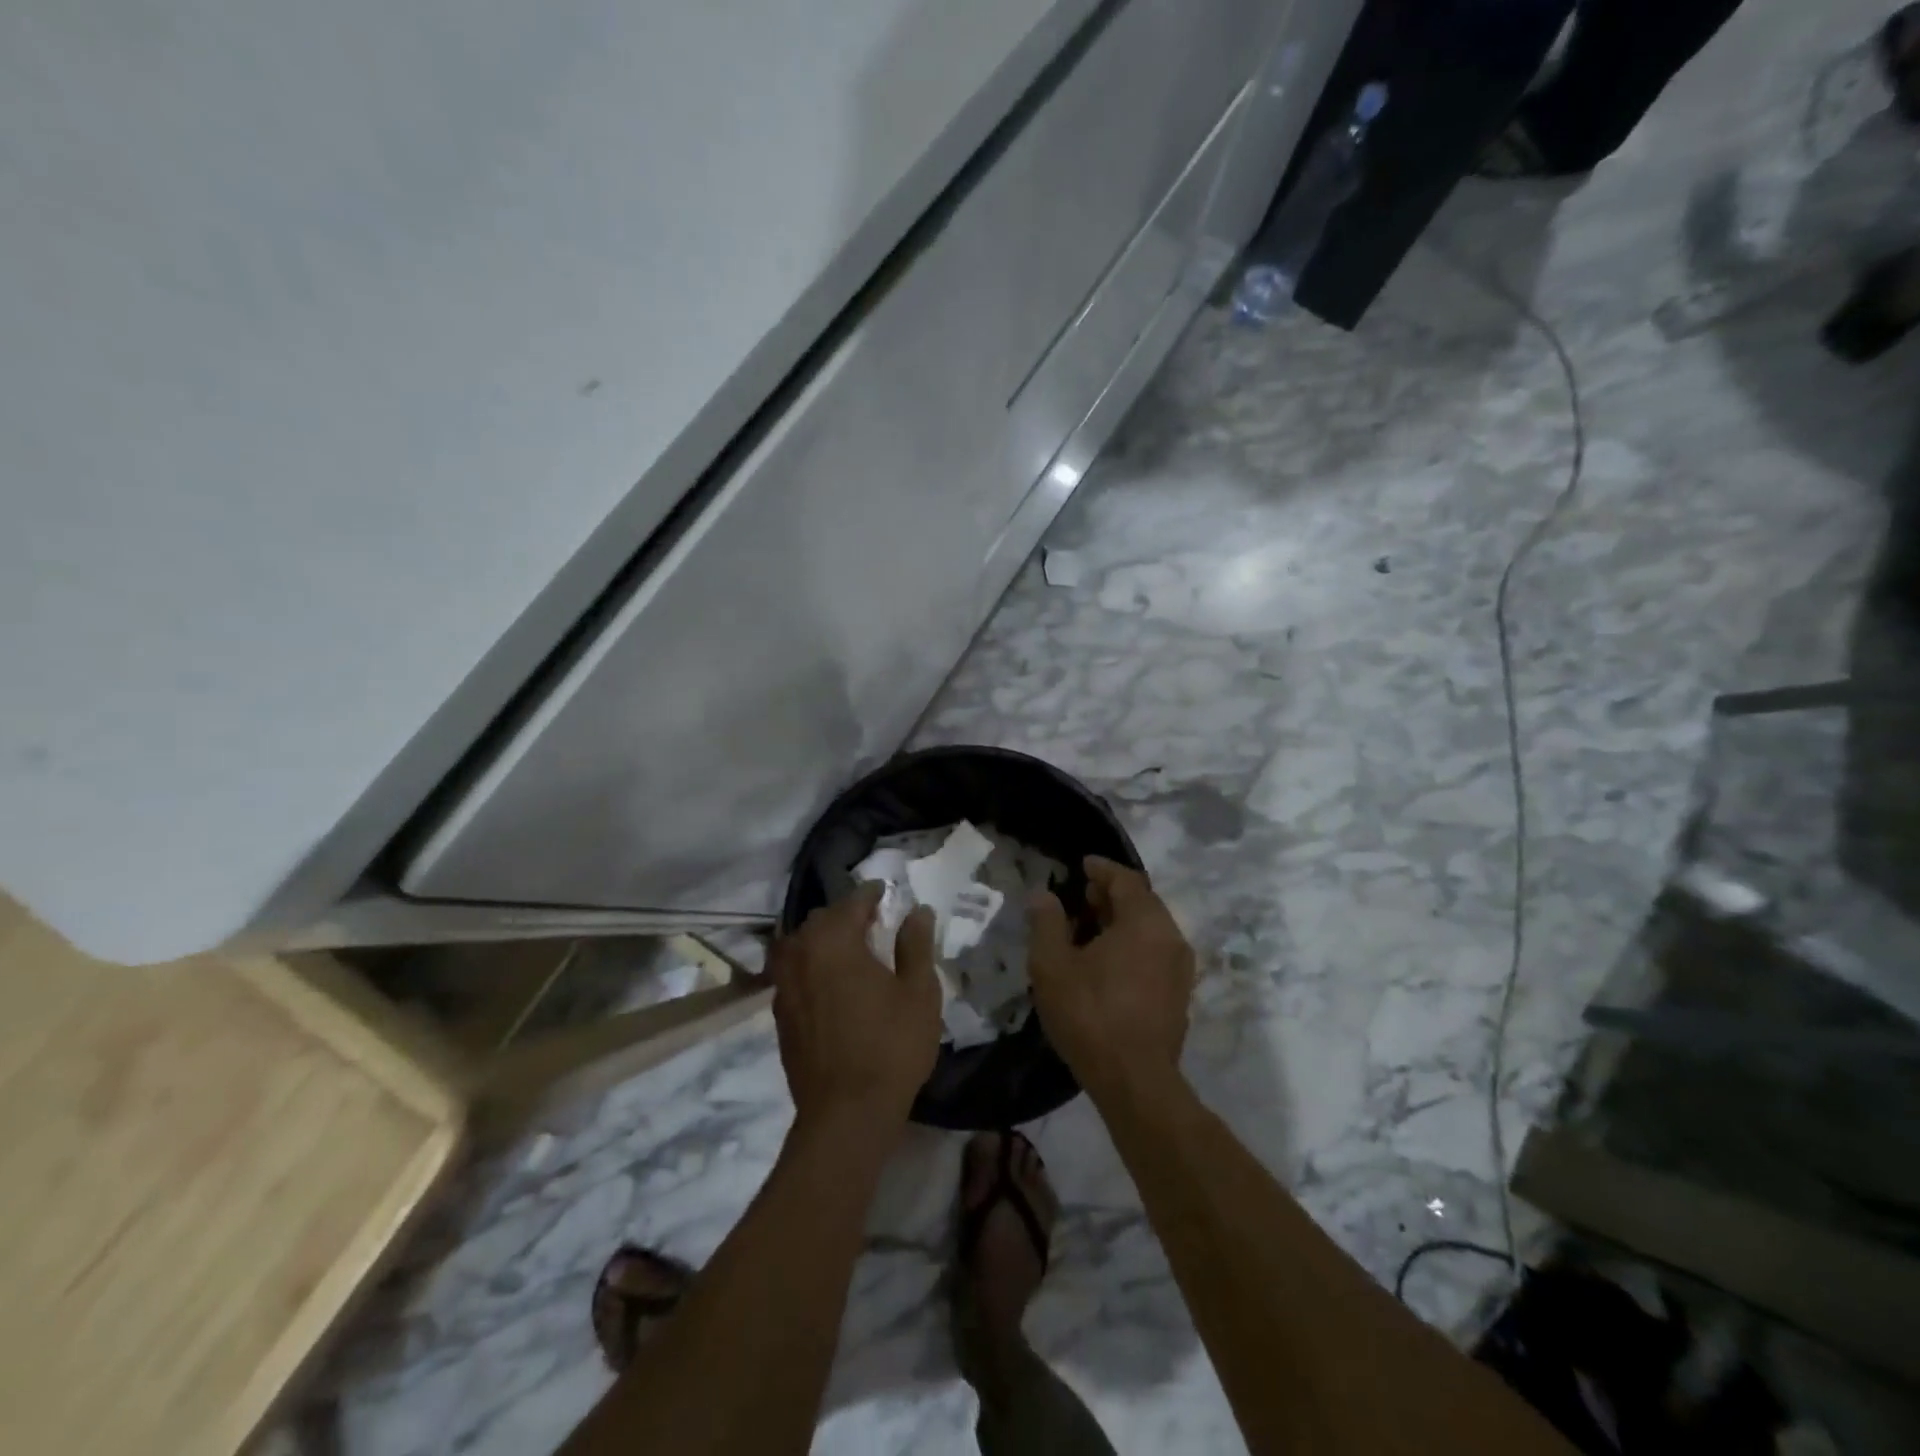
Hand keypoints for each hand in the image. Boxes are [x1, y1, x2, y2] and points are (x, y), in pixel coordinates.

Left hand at [768, 884, 941, 1138]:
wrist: (845, 1114)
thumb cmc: (890, 1047)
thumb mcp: (918, 992)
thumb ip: (915, 944)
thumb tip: (917, 910)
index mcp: (834, 940)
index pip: (852, 901)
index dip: (872, 894)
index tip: (886, 892)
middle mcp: (801, 952)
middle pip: (821, 919)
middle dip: (846, 914)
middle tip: (872, 920)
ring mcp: (784, 983)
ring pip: (802, 943)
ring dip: (824, 938)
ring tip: (850, 948)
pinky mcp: (779, 1011)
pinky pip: (793, 970)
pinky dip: (811, 964)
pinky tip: (830, 980)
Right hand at [1029, 857, 1195, 1099]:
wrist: (1134, 1081)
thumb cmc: (1090, 1014)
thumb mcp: (1052, 965)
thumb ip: (1046, 922)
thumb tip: (1044, 895)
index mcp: (1145, 922)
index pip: (1126, 879)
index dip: (1102, 869)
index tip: (1083, 865)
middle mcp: (1171, 937)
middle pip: (1142, 902)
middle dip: (1111, 895)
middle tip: (1082, 898)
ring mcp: (1181, 968)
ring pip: (1150, 929)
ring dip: (1122, 922)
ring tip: (1089, 930)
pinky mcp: (1180, 995)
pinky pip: (1155, 953)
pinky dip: (1133, 945)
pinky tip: (1107, 963)